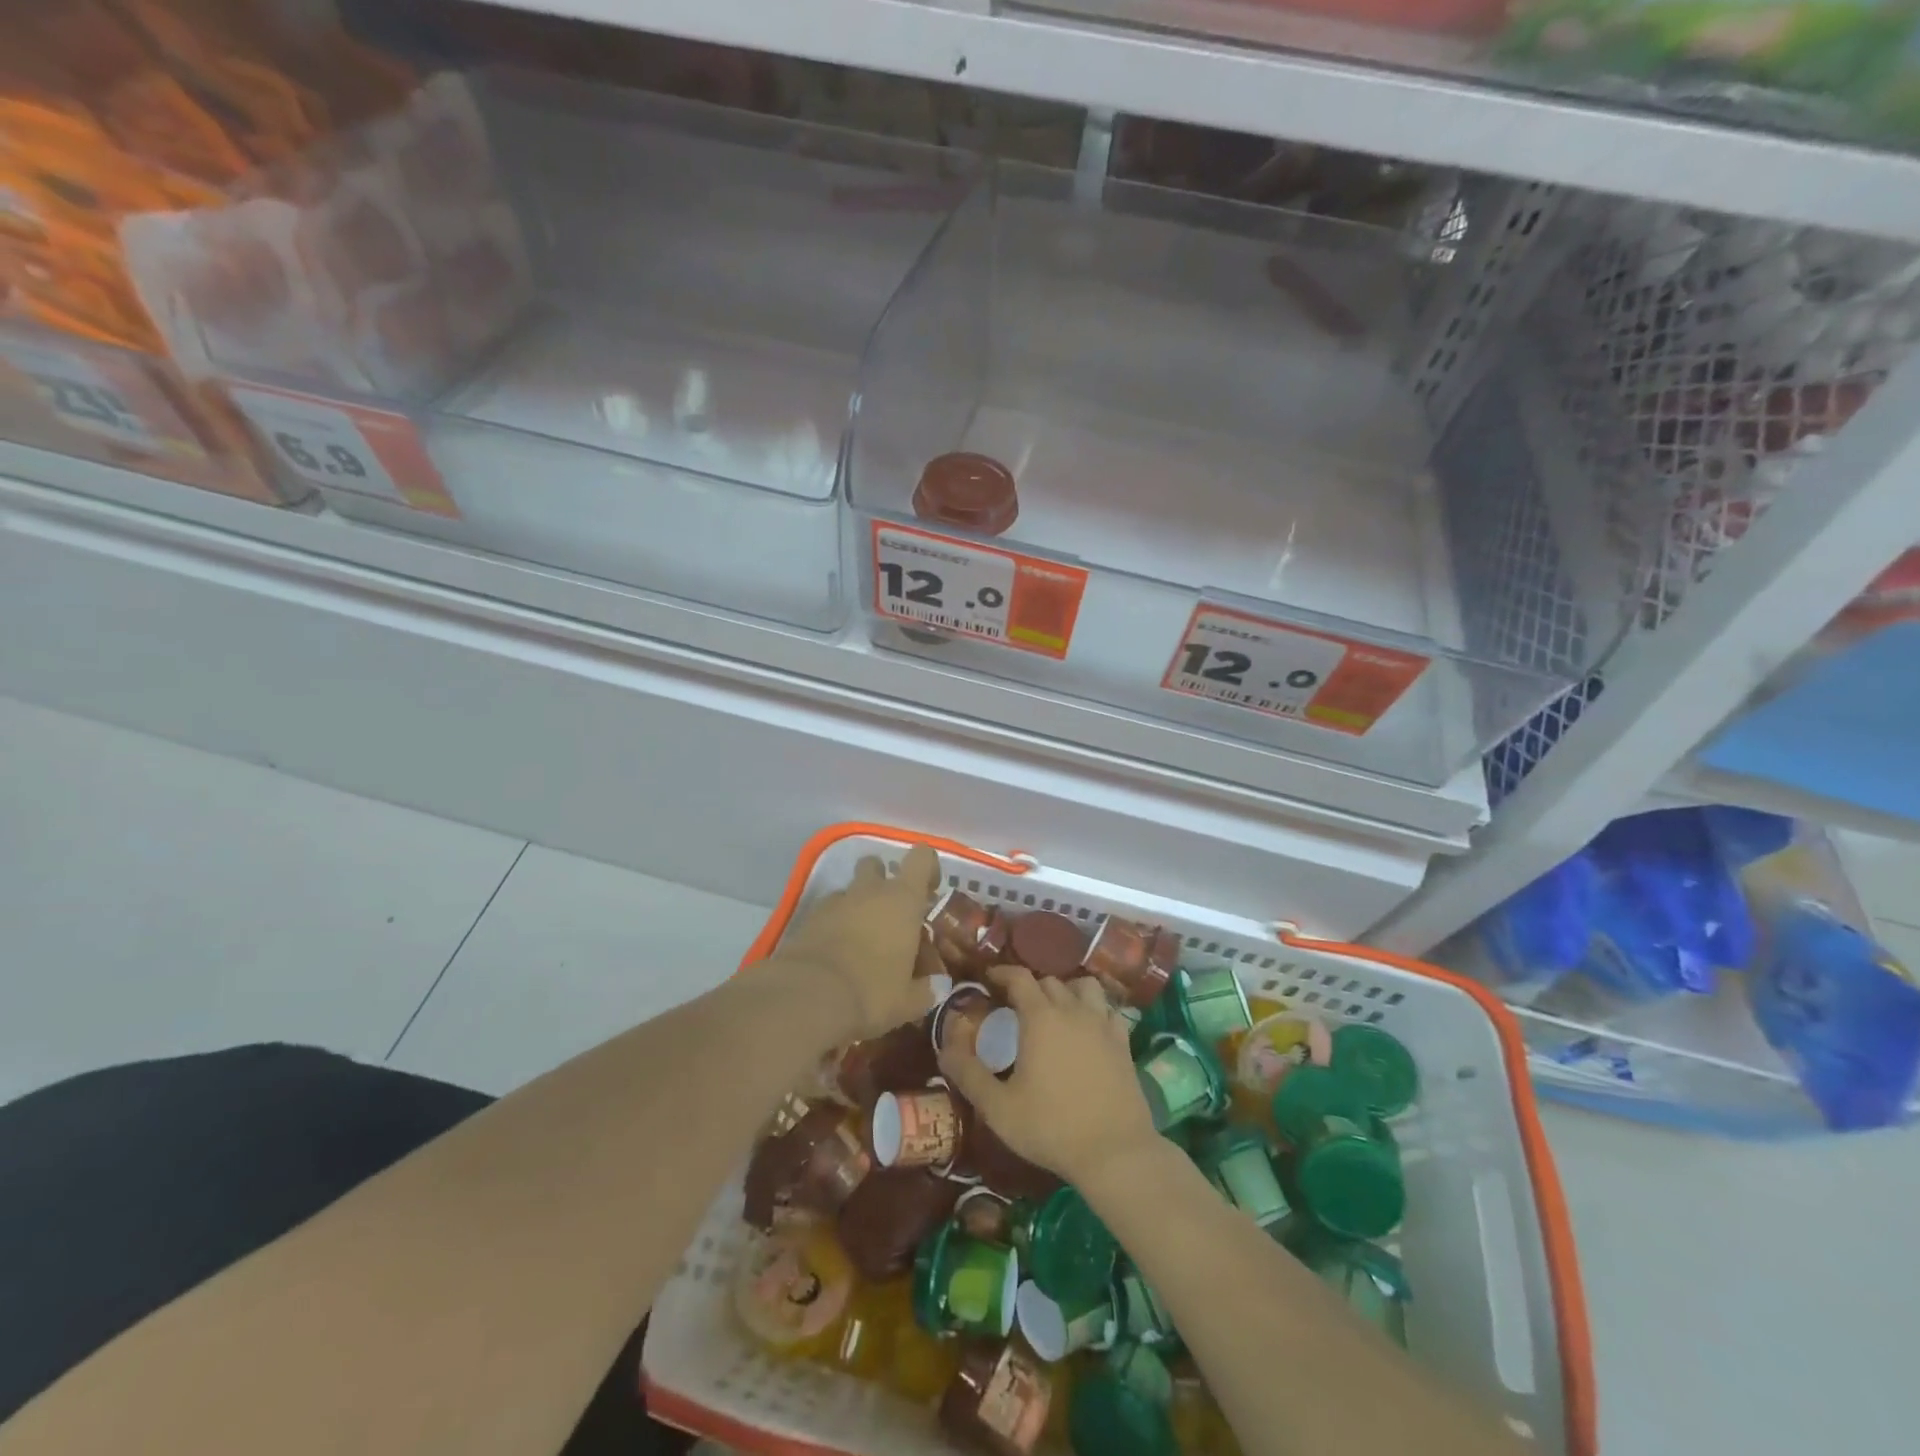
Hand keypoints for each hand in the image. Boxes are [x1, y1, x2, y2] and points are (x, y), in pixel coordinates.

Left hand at [771, 845, 942, 1040]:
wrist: (807, 998)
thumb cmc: (871, 992)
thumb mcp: (908, 1001)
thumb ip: (926, 989)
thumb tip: (936, 985)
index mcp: (903, 900)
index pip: (921, 858)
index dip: (927, 867)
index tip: (930, 892)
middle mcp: (869, 891)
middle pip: (876, 865)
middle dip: (883, 882)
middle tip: (891, 915)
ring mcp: (835, 902)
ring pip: (849, 889)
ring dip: (857, 905)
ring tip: (862, 939)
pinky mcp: (807, 919)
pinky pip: (827, 911)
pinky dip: (834, 923)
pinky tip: (836, 952)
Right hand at [938, 965, 1157, 1187]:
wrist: (1114, 1152)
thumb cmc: (1051, 1127)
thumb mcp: (998, 1107)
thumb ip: (968, 1073)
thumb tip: (944, 1047)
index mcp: (1041, 1017)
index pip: (1019, 977)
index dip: (1002, 973)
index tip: (989, 980)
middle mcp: (1072, 1010)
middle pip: (1049, 981)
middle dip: (1030, 986)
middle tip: (1016, 1006)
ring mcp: (1102, 1024)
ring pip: (1084, 987)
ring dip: (1066, 990)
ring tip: (1055, 1010)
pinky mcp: (1124, 1042)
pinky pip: (1108, 1010)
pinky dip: (1095, 1009)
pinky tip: (1088, 1027)